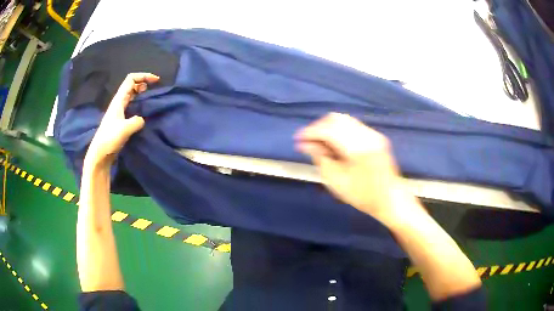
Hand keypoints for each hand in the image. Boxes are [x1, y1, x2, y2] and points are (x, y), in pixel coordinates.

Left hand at [84, 73, 158, 167]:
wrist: (100, 154)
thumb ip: (137, 121)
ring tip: (150, 97)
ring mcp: (119, 111)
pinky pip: (131, 106)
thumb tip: (142, 120)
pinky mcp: (120, 120)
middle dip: (143, 82)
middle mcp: (118, 102)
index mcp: (119, 100)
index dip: (143, 76)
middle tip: (154, 88)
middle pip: (131, 85)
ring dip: (141, 92)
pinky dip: (139, 103)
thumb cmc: (110, 139)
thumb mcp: (125, 129)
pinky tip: (143, 111)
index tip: (156, 81)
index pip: (131, 79)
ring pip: (131, 95)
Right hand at [295, 113, 421, 225]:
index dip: (310, 132)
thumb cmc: (363, 196)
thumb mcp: (337, 182)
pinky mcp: (376, 137)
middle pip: (336, 119)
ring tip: (319, 142)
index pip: (328, 130)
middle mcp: (366, 135)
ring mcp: (373, 134)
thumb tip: (306, 144)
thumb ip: (321, 158)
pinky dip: (339, 130)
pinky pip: (353, 125)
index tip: (298, 140)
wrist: (391, 199)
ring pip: (344, 120)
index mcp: (357, 147)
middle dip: (318, 127)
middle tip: (308, 141)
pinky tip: (334, 142)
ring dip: (329, 127)